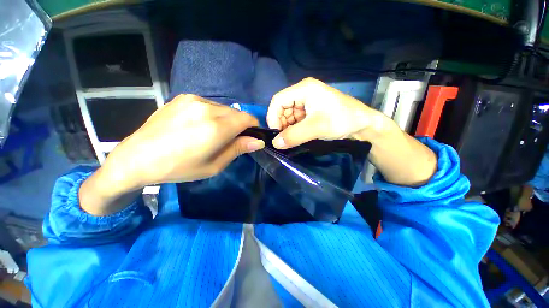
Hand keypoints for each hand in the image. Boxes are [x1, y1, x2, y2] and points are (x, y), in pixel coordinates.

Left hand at [80, 95, 263, 214]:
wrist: (137, 158)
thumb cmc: (179, 168)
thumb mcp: (214, 165)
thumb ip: (238, 149)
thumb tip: (258, 141)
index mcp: (216, 127)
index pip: (248, 119)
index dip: (253, 127)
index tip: (250, 137)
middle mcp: (207, 108)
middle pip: (237, 113)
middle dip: (240, 125)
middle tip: (230, 140)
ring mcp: (194, 100)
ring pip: (224, 108)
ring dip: (226, 119)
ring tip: (213, 133)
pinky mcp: (183, 97)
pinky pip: (209, 105)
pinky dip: (213, 114)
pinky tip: (199, 125)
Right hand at [266, 77, 383, 148]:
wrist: (362, 124)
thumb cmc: (342, 120)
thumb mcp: (316, 127)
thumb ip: (294, 135)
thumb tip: (275, 144)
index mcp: (304, 89)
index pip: (278, 100)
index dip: (273, 117)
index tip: (275, 133)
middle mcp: (303, 93)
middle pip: (282, 108)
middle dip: (281, 124)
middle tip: (284, 139)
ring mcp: (307, 103)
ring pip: (288, 115)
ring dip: (287, 128)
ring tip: (292, 139)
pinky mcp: (310, 112)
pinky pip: (296, 120)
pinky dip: (294, 129)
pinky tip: (297, 136)